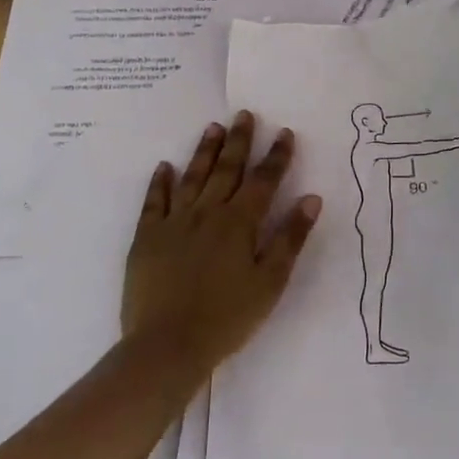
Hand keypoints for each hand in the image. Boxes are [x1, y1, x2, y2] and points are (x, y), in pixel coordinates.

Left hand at [122, 112, 321, 371]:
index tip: (284, 132)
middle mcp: (207, 213)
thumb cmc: (228, 317)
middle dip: (238, 141)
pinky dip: (160, 183)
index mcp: (239, 224)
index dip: (276, 156)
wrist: (167, 344)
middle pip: (226, 170)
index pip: (263, 181)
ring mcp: (173, 223)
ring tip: (212, 128)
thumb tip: (311, 199)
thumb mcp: (270, 282)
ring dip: (204, 152)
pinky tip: (164, 167)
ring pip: (192, 178)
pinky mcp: (146, 238)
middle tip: (244, 114)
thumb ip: (290, 238)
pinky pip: (154, 202)